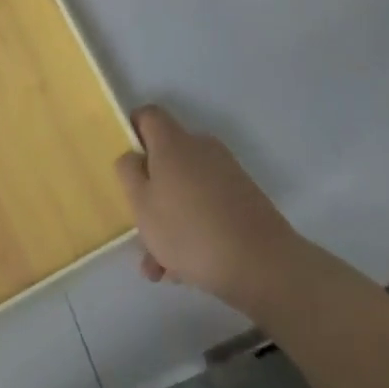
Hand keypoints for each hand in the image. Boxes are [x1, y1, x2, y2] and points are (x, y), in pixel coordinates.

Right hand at [115, 106, 302, 310]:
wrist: (263, 265)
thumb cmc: (189, 230)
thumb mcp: (142, 204)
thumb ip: (128, 173)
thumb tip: (133, 156)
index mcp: (173, 141)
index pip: (148, 116)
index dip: (132, 132)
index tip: (125, 163)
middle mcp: (200, 147)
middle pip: (166, 159)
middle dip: (151, 193)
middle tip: (141, 229)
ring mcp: (226, 173)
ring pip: (186, 190)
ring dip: (170, 220)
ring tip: (161, 267)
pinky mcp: (245, 199)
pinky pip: (208, 206)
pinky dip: (194, 229)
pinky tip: (186, 272)